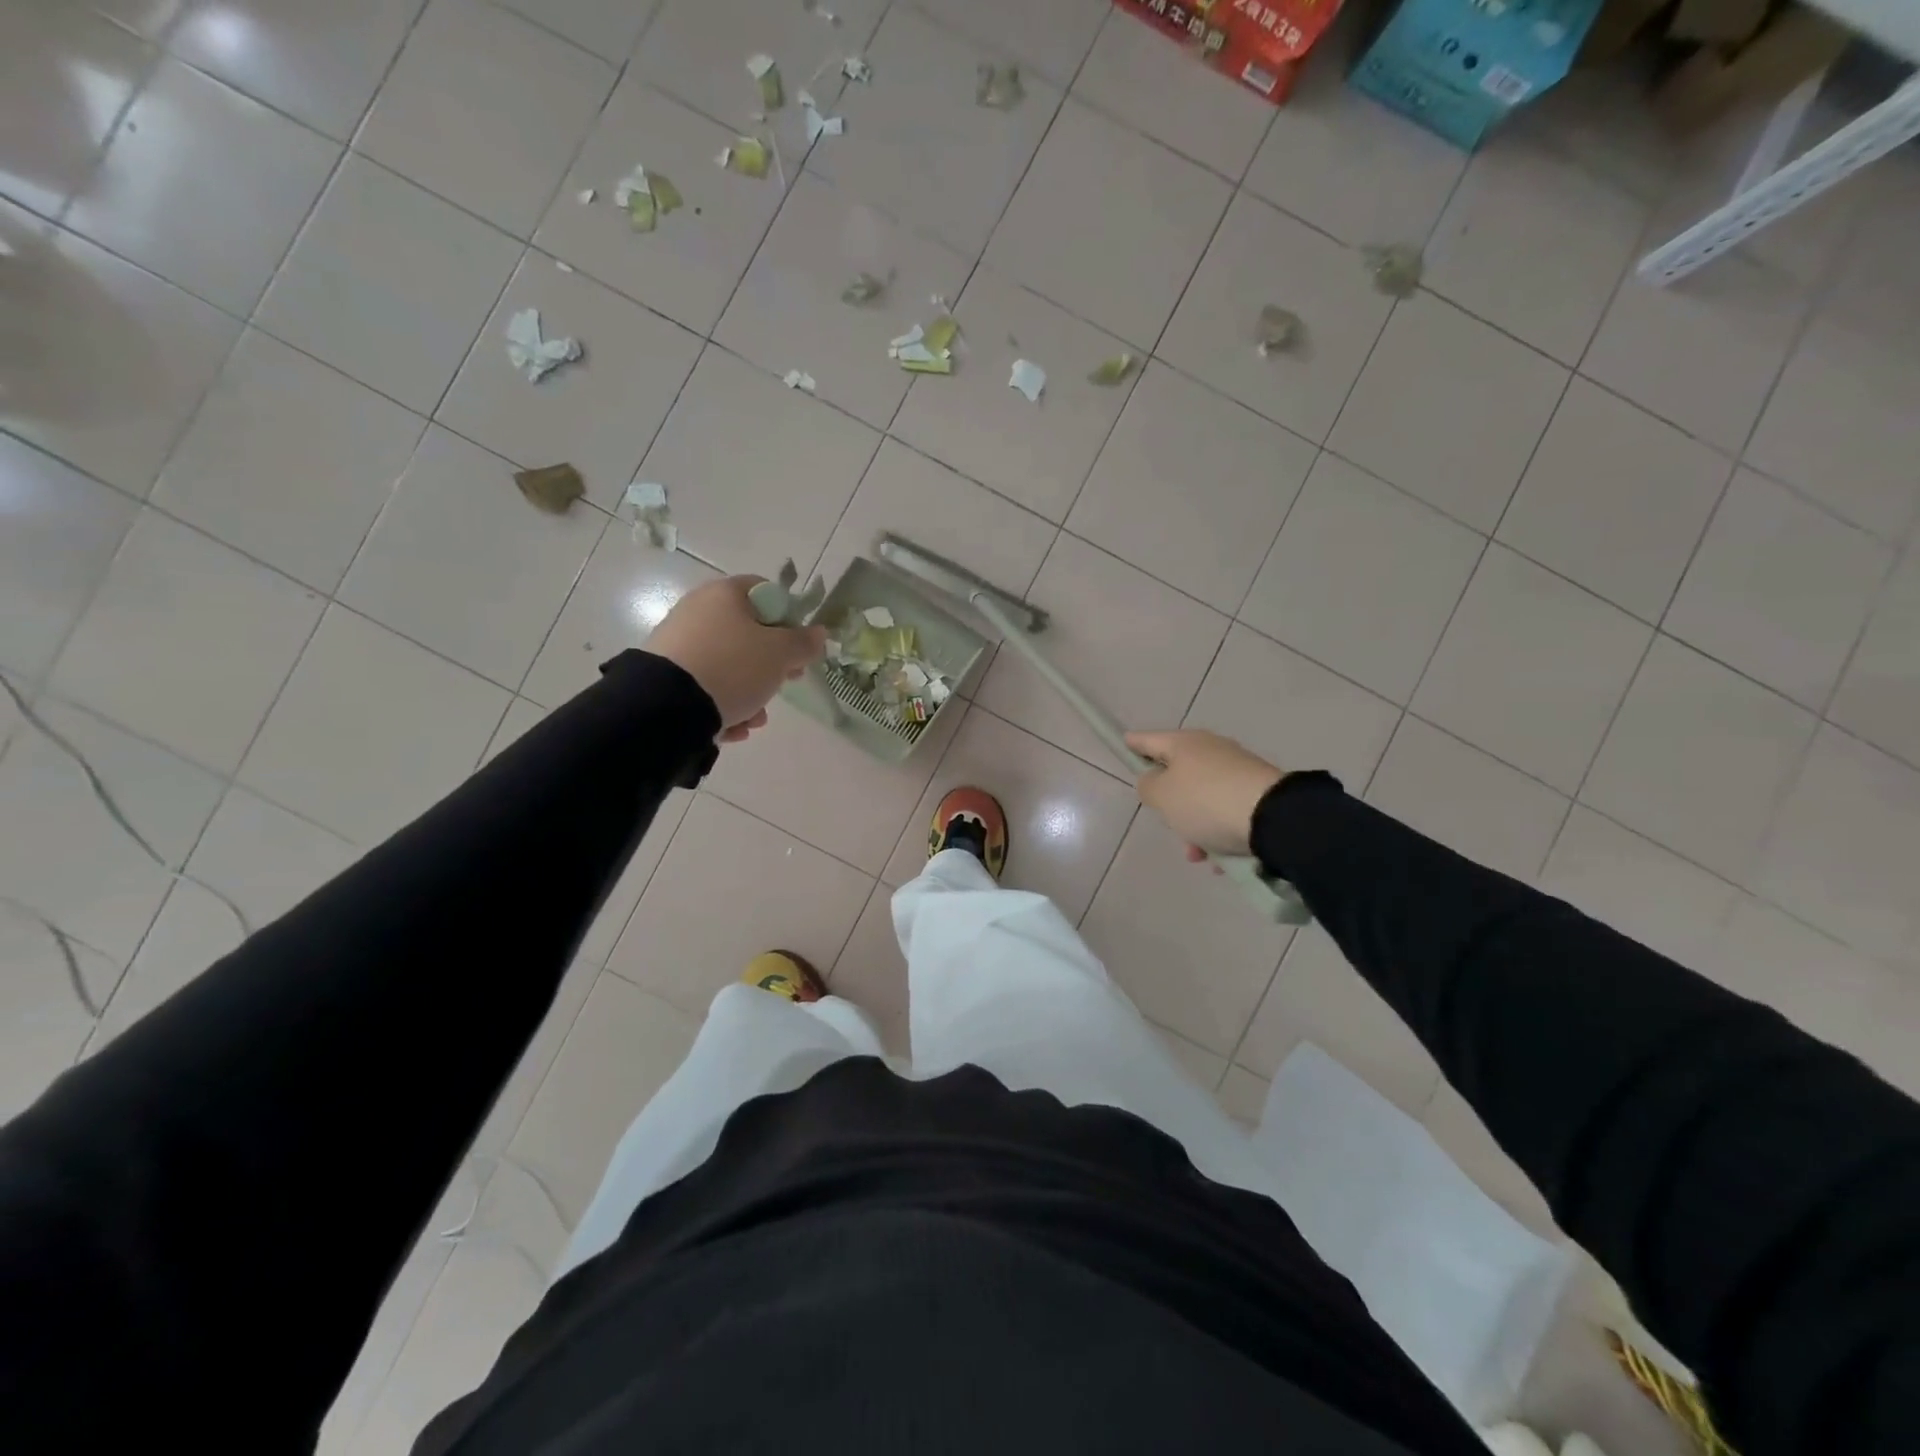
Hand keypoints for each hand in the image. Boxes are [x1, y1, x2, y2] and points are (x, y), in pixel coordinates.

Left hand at [647, 577, 826, 743]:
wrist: (668, 706)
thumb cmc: (734, 667)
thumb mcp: (780, 654)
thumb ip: (804, 642)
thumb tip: (818, 632)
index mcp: (725, 594)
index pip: (766, 592)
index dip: (789, 618)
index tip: (798, 647)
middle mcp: (698, 611)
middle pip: (748, 632)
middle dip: (771, 664)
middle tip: (785, 682)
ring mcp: (679, 643)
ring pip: (729, 665)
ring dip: (750, 692)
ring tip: (755, 718)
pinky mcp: (666, 675)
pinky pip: (706, 685)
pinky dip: (723, 705)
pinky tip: (732, 726)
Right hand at [1125, 729, 1282, 860]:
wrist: (1273, 817)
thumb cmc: (1205, 801)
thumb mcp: (1162, 796)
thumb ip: (1148, 786)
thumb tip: (1155, 781)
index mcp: (1184, 743)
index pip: (1150, 740)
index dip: (1134, 744)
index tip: (1124, 742)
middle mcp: (1211, 749)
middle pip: (1179, 772)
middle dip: (1170, 802)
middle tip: (1165, 823)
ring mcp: (1238, 769)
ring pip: (1203, 797)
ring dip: (1195, 825)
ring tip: (1197, 854)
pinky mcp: (1258, 792)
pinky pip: (1227, 812)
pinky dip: (1218, 832)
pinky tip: (1220, 859)